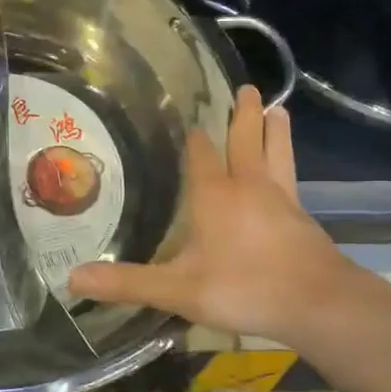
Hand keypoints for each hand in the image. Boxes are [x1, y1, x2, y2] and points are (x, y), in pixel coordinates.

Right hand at [68, 86, 390, 352]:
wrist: (318, 303)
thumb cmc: (244, 287)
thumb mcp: (177, 289)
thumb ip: (127, 283)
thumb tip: (73, 278)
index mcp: (215, 194)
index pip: (202, 154)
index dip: (194, 139)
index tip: (190, 121)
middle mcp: (249, 186)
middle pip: (247, 140)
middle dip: (244, 114)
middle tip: (247, 88)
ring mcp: (281, 198)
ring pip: (277, 152)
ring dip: (275, 129)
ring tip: (278, 109)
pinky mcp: (302, 217)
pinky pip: (292, 179)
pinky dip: (289, 162)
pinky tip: (289, 171)